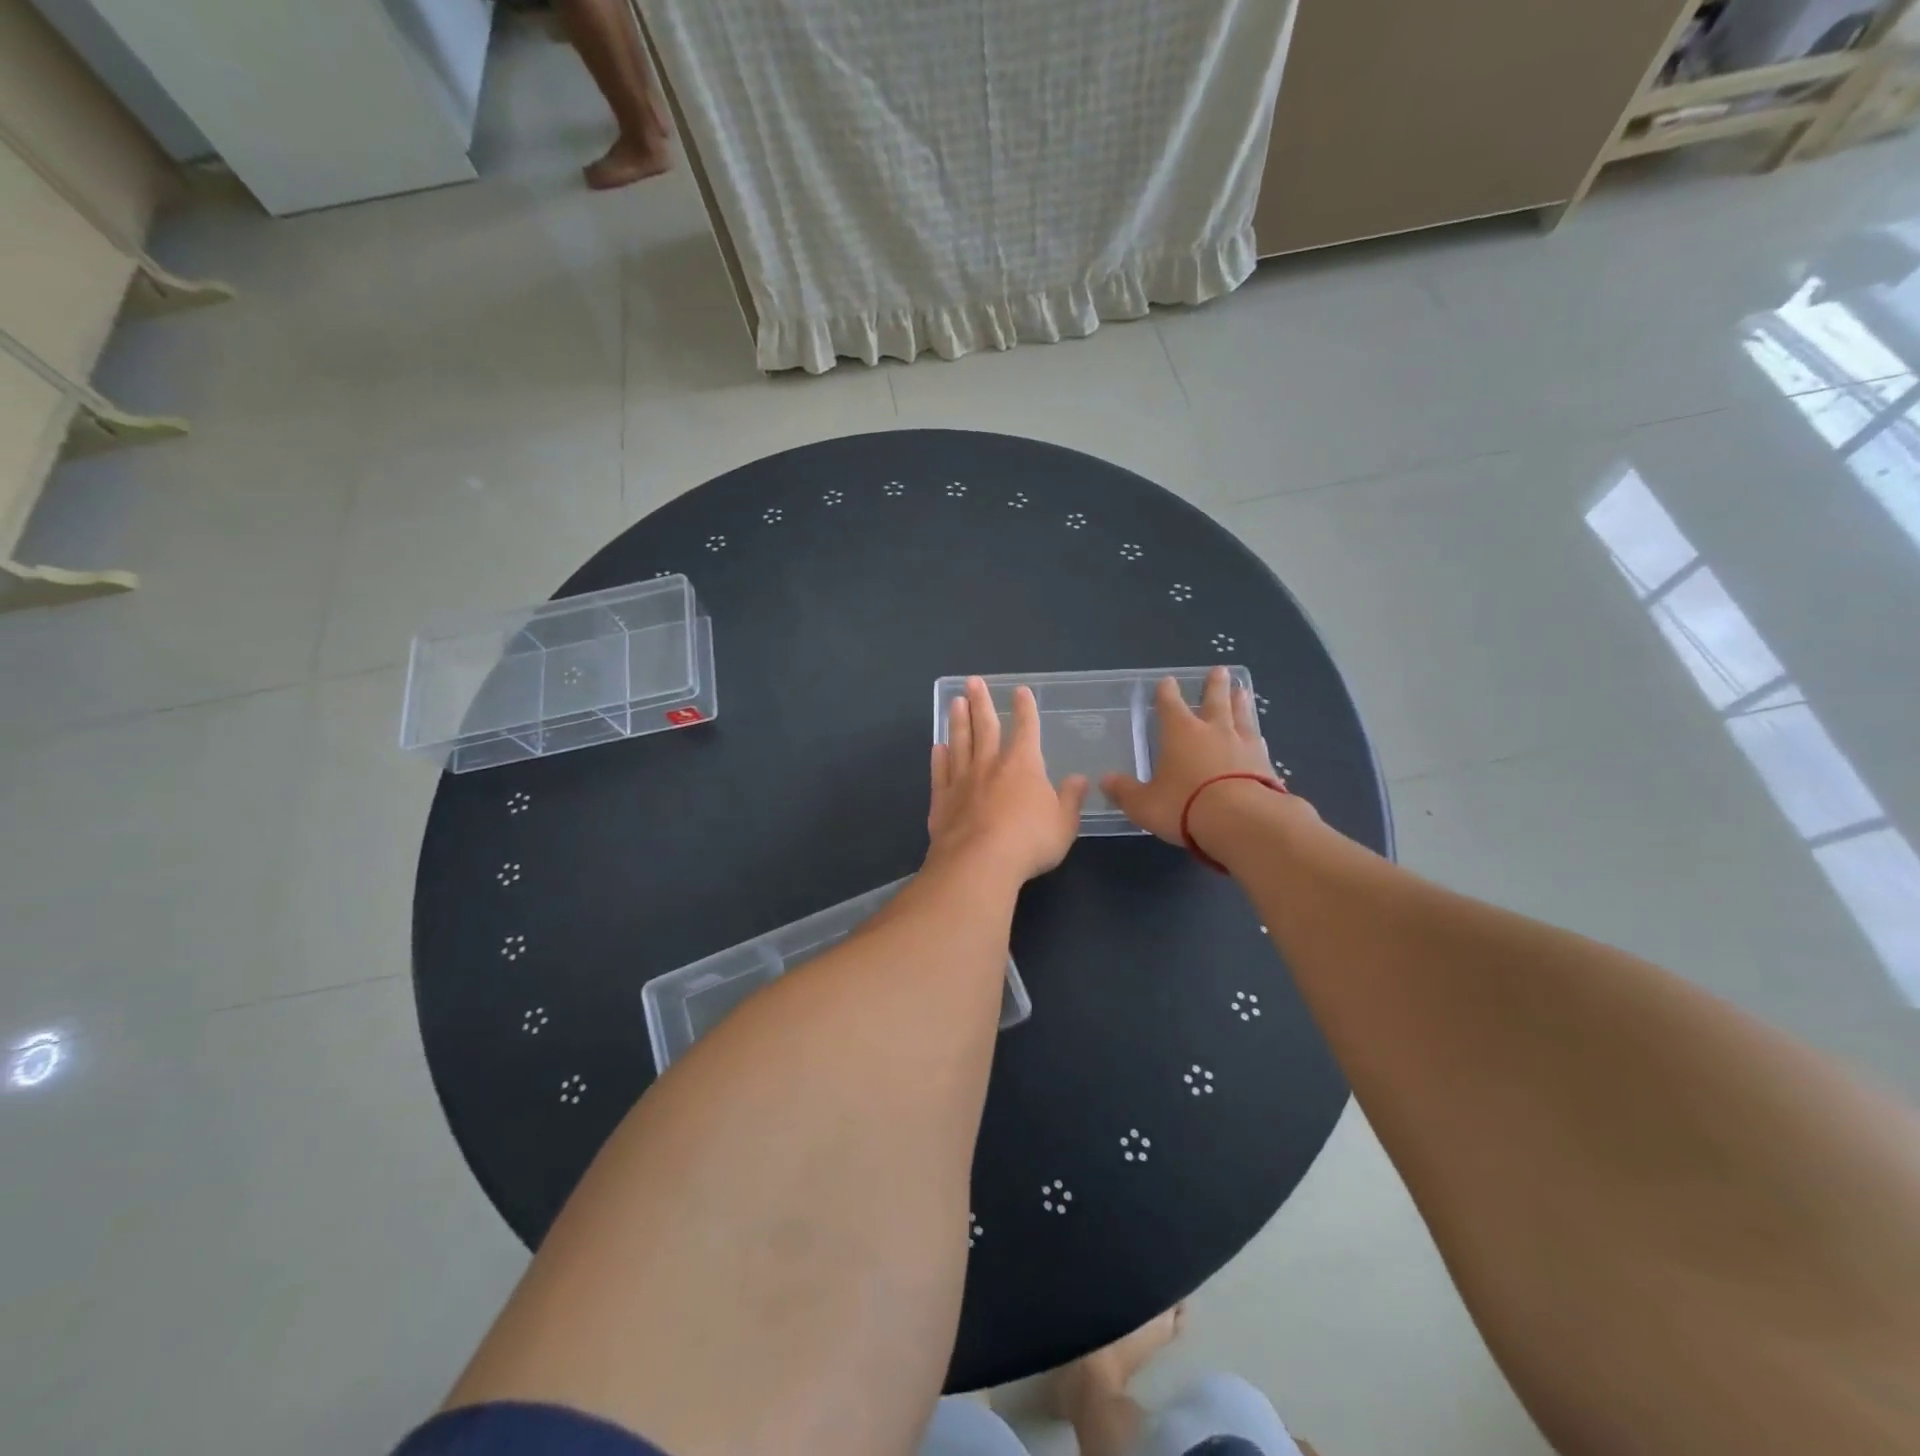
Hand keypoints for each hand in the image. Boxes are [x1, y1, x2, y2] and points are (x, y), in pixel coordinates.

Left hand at [928, 678, 1087, 883]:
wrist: (979, 863)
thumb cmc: (1029, 841)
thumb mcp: (1063, 824)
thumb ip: (1070, 799)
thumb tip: (1079, 779)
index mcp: (1023, 765)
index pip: (1026, 729)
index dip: (1025, 709)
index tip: (1020, 690)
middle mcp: (990, 765)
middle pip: (985, 726)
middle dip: (981, 702)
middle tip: (972, 681)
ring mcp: (962, 781)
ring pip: (959, 743)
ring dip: (957, 721)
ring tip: (955, 702)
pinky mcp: (942, 800)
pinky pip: (940, 772)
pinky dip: (939, 758)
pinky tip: (938, 747)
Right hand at [1102, 668, 1286, 843]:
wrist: (1243, 821)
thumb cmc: (1185, 806)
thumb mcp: (1144, 804)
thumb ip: (1126, 791)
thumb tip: (1105, 781)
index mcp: (1180, 733)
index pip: (1170, 705)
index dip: (1167, 692)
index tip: (1168, 680)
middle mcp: (1213, 731)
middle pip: (1214, 701)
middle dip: (1214, 685)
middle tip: (1219, 670)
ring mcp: (1244, 746)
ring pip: (1242, 716)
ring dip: (1240, 703)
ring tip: (1243, 690)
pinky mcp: (1267, 766)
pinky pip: (1260, 744)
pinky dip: (1257, 737)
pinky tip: (1261, 738)